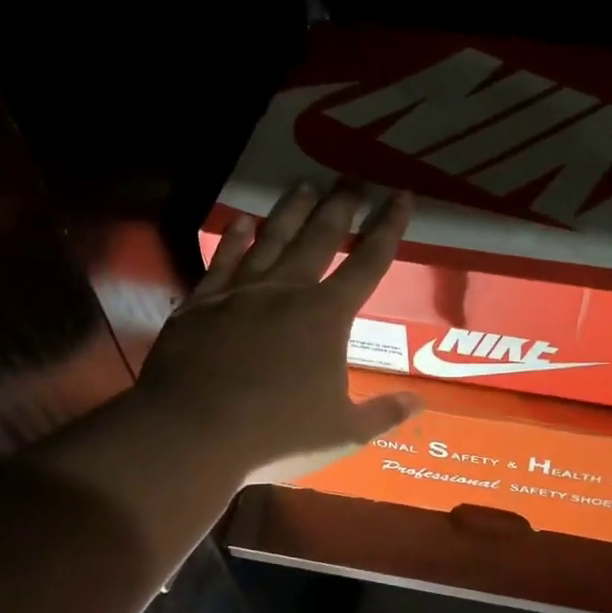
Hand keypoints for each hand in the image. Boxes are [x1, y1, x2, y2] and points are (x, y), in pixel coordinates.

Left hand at [136, 184, 421, 485]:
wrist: (191, 434)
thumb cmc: (277, 434)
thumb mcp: (343, 432)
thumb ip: (383, 413)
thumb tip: (419, 403)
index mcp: (327, 316)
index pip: (369, 262)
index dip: (389, 228)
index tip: (401, 196)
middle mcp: (286, 291)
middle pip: (319, 237)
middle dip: (340, 205)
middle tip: (352, 178)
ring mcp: (240, 293)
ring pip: (271, 239)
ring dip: (291, 210)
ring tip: (304, 184)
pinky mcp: (202, 304)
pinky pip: (223, 261)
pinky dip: (234, 239)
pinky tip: (240, 222)